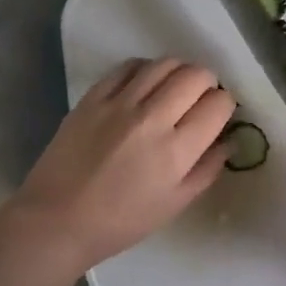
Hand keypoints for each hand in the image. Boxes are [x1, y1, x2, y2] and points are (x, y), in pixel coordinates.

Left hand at [5, 58, 235, 269]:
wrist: (56, 220)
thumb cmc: (121, 221)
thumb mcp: (175, 204)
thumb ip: (207, 169)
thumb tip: (228, 140)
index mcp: (176, 151)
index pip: (218, 104)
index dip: (225, 106)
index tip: (217, 115)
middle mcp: (152, 118)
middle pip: (196, 75)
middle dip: (208, 83)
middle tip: (200, 98)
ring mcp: (120, 103)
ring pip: (165, 63)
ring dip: (180, 71)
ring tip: (175, 87)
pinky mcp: (93, 97)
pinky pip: (129, 66)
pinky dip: (146, 69)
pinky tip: (145, 84)